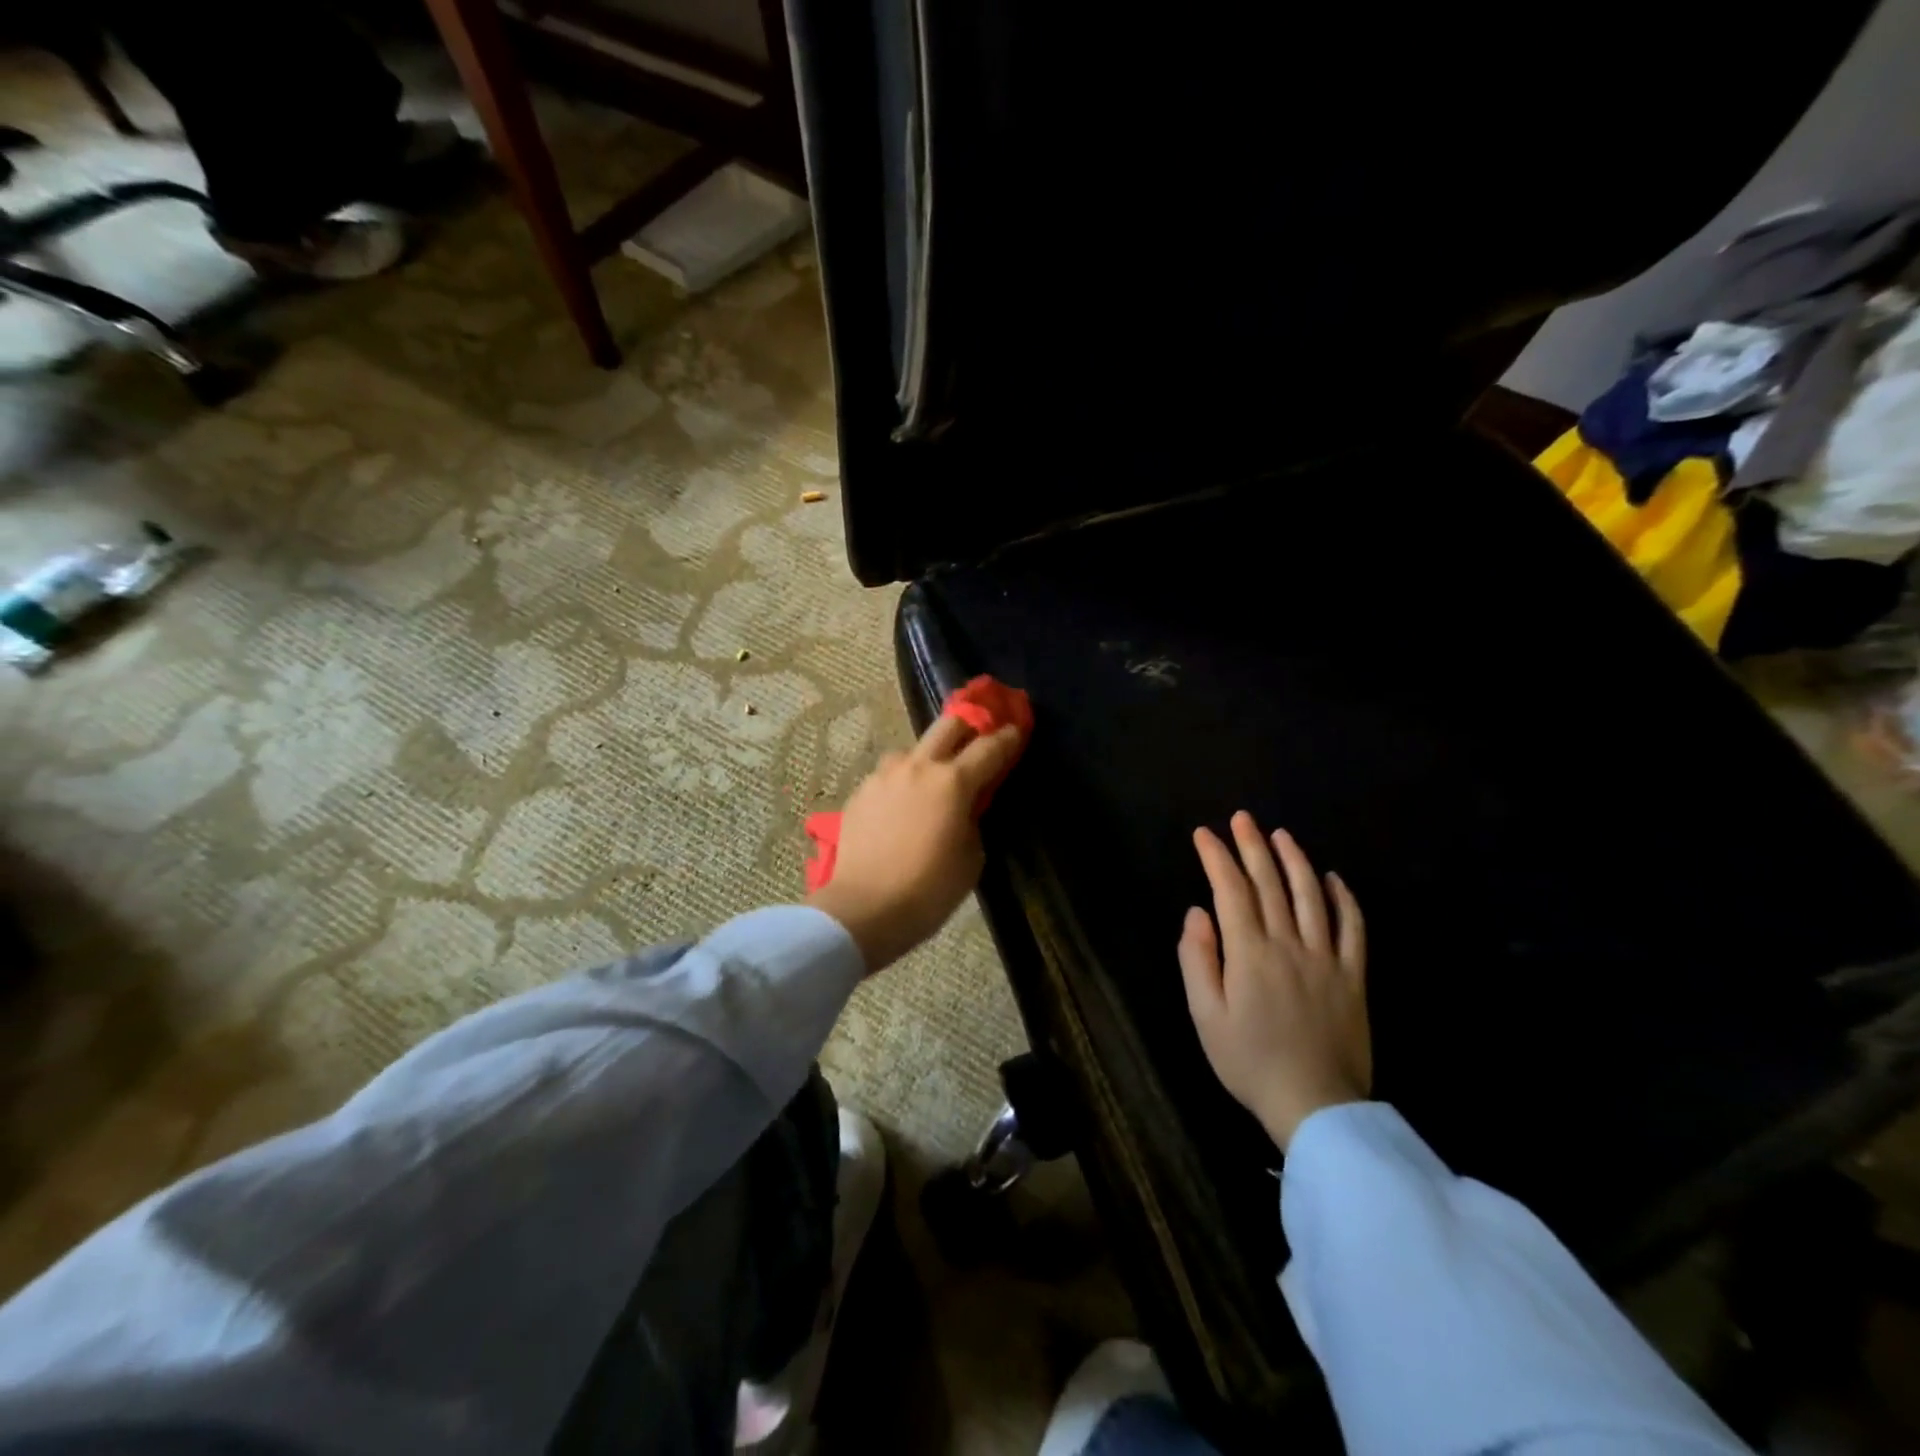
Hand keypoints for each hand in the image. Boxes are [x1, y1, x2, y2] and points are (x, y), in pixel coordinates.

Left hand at [807, 715, 1023, 972]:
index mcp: (952, 782)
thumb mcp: (971, 858)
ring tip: (933, 779)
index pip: (989, 747)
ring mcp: (884, 776)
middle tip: (980, 733)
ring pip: (912, 749)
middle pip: (948, 725)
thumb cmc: (928, 890)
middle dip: (969, 723)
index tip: (1017, 729)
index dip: (1008, 737)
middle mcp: (917, 767)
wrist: (864, 909)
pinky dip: (903, 782)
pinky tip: (903, 804)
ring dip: (929, 756)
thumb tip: (966, 807)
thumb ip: (973, 820)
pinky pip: (889, 775)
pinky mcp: (860, 792)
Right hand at [1178, 812, 1369, 1150]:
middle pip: (1270, 883)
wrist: (1315, 1105)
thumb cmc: (1248, 1061)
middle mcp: (1289, 944)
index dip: (1216, 857)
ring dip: (1295, 860)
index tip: (1204, 834)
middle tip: (1242, 818)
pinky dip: (1344, 899)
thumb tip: (1197, 913)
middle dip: (1252, 846)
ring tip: (1281, 835)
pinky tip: (1333, 879)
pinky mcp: (1353, 976)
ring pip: (1311, 896)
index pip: (1231, 890)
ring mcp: (1326, 958)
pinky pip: (1353, 928)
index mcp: (1250, 953)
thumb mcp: (1205, 1015)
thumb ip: (1197, 959)